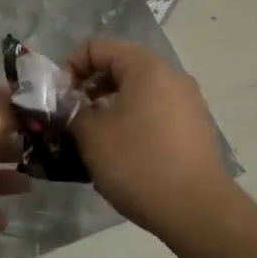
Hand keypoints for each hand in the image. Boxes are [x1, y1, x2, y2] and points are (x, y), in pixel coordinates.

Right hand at [65, 38, 230, 235]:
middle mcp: (172, 75)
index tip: (59, 98)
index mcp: (146, 67)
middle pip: (119, 66)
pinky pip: (155, 110)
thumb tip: (67, 102)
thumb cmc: (138, 164)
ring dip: (110, 105)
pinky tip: (122, 151)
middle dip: (90, 87)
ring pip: (138, 90)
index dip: (70, 67)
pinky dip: (133, 119)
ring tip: (94, 136)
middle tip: (72, 116)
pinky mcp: (195, 127)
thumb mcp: (91, 135)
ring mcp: (188, 102)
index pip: (97, 47)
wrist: (197, 211)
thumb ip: (71, 109)